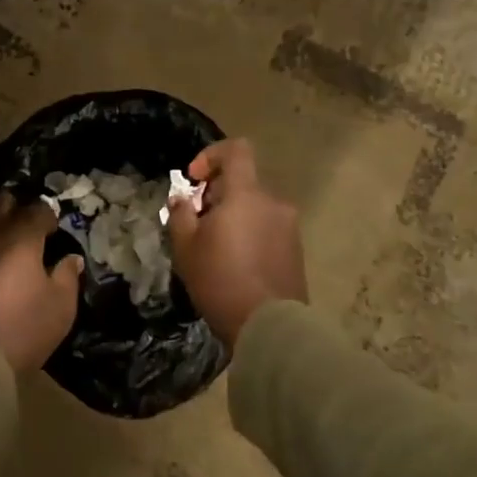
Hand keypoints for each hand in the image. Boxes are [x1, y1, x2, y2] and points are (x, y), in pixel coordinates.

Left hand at [0, 191, 82, 372]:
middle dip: (13, 208)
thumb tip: (71, 258)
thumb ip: (67, 276)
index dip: (48, 216)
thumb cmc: (22, 328)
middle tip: (24, 228)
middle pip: (0, 202)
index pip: (38, 209)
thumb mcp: (60, 306)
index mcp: (21, 236)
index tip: (53, 230)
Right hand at [167, 138, 305, 345]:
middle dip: (217, 194)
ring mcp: (289, 227)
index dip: (211, 155)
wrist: (269, 327)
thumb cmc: (220, 280)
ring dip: (234, 216)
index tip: (194, 180)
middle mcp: (273, 202)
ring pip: (255, 207)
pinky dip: (250, 234)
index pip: (236, 150)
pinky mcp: (296, 250)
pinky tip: (235, 264)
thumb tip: (182, 199)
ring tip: (215, 248)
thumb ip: (180, 214)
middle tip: (197, 223)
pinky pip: (267, 228)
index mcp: (246, 194)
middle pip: (243, 182)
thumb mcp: (186, 247)